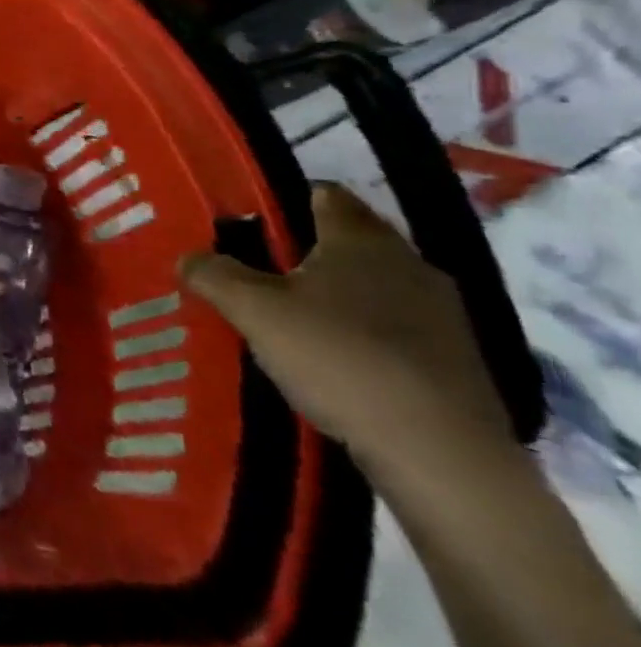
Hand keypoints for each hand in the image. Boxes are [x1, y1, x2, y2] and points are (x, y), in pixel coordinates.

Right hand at [180, 183, 513, 483]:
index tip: (247, 224)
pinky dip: (362, 333)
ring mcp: (443, 313)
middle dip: (303, 252)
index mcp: (362, 238)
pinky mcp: (457, 359)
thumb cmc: (338, 357)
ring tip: (289, 320)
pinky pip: (395, 327)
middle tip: (255, 273)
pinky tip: (333, 360)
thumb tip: (188, 257)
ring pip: (373, 285)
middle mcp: (409, 262)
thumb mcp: (253, 310)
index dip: (284, 201)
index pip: (324, 194)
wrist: (439, 452)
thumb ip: (214, 274)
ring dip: (335, 296)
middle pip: (348, 241)